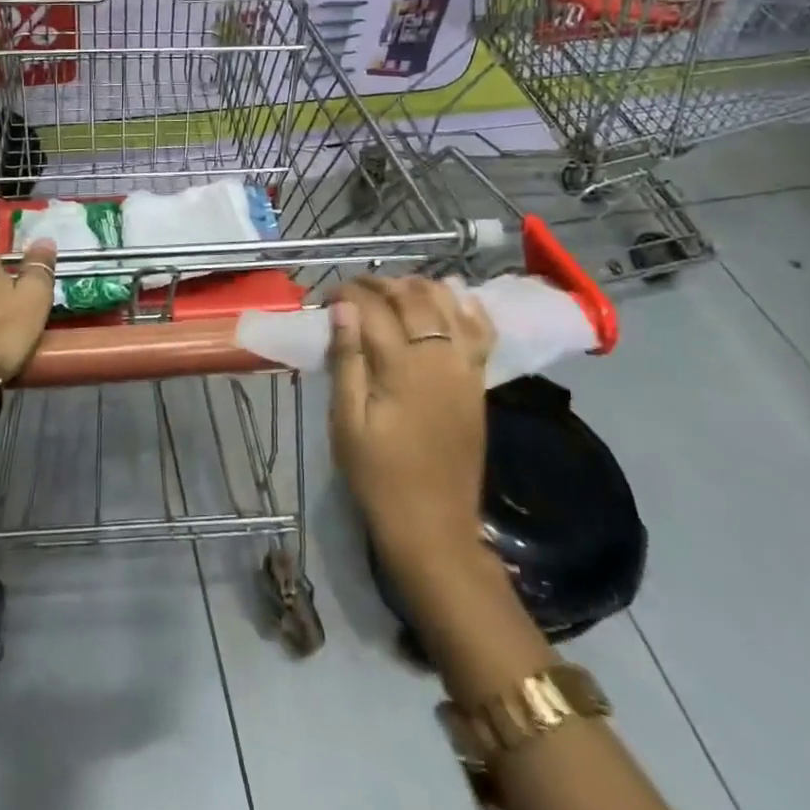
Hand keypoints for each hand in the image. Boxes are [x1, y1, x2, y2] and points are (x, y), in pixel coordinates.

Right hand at [326, 276, 494, 565]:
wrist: (433, 525)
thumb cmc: (378, 474)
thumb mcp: (346, 421)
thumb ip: (346, 360)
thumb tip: (342, 308)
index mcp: (401, 367)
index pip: (372, 308)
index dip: (348, 293)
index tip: (328, 295)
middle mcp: (438, 357)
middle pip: (411, 298)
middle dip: (380, 284)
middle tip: (354, 288)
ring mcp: (464, 368)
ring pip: (448, 305)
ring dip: (420, 286)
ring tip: (394, 287)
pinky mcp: (478, 382)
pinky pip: (481, 332)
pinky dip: (467, 307)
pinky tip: (454, 296)